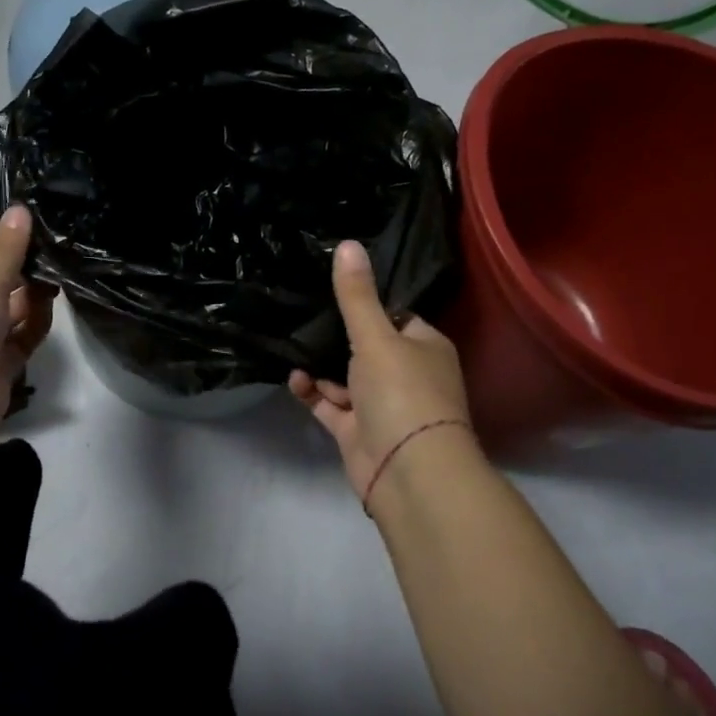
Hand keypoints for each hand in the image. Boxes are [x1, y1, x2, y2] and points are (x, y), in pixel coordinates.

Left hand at [0, 204, 54, 459]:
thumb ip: (8, 249)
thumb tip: (21, 209)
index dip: (2, 245)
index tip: (36, 235)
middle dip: (22, 273)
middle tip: (57, 257)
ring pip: (11, 313)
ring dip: (32, 298)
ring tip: (59, 280)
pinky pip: (22, 339)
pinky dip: (36, 326)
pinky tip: (51, 309)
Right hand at [289, 240, 476, 507]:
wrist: (408, 472)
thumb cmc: (402, 393)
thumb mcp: (376, 337)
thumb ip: (356, 295)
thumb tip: (347, 243)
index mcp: (424, 346)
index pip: (396, 315)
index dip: (368, 304)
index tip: (333, 288)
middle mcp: (406, 373)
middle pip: (367, 346)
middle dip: (337, 335)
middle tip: (302, 312)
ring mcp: (381, 405)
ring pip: (345, 377)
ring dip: (321, 365)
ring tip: (292, 343)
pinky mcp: (358, 431)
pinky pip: (331, 405)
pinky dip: (314, 392)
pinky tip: (295, 379)